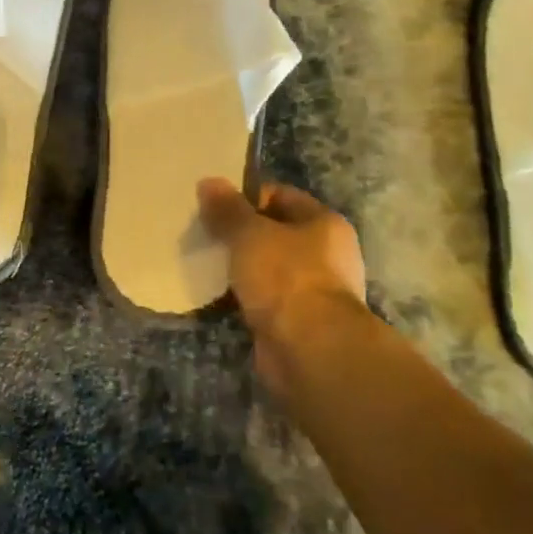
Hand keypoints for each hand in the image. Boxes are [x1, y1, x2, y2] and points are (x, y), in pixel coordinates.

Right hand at [197, 177, 367, 393]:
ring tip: (206, 263)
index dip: (247, 197)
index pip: (281, 196)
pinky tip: (218, 296)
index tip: (214, 205)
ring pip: (269, 268)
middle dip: (241, 234)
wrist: (310, 351)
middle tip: (205, 234)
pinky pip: (266, 300)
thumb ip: (228, 209)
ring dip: (242, 268)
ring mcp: (315, 291)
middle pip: (275, 233)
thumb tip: (208, 182)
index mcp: (325, 223)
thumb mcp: (249, 234)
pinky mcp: (299, 323)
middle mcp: (327, 255)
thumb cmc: (286, 278)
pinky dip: (245, 297)